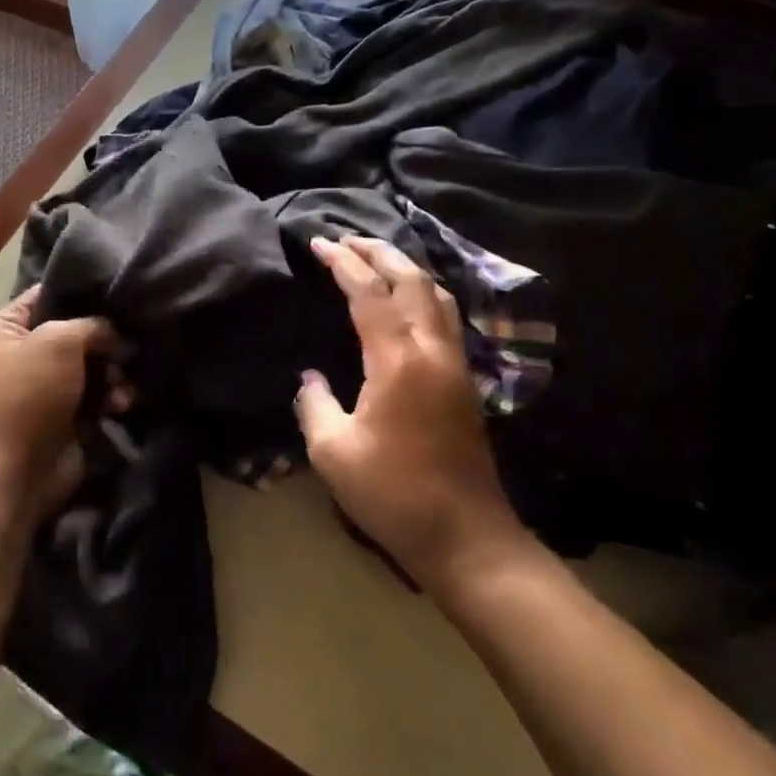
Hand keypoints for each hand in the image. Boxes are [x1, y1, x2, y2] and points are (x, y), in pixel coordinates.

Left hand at [0, 287, 117, 522]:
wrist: (10, 473)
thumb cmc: (25, 394)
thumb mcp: (58, 340)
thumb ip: (94, 325)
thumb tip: (121, 338)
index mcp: (5, 326)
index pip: (50, 295)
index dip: (85, 293)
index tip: (122, 291)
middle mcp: (24, 353)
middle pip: (78, 333)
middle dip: (107, 342)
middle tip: (129, 348)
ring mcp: (46, 387)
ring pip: (94, 367)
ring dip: (114, 375)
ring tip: (122, 389)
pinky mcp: (66, 418)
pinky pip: (98, 397)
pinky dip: (112, 399)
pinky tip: (121, 406)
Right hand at [296, 235, 534, 587]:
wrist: (465, 537)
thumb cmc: (392, 494)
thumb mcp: (332, 451)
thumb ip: (313, 403)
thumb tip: (310, 376)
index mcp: (398, 359)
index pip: (369, 292)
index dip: (343, 263)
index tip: (319, 242)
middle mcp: (432, 350)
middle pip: (411, 279)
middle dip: (378, 251)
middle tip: (345, 238)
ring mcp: (456, 364)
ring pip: (436, 294)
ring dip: (405, 268)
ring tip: (375, 258)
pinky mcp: (465, 382)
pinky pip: (445, 316)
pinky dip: (422, 292)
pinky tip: (407, 301)